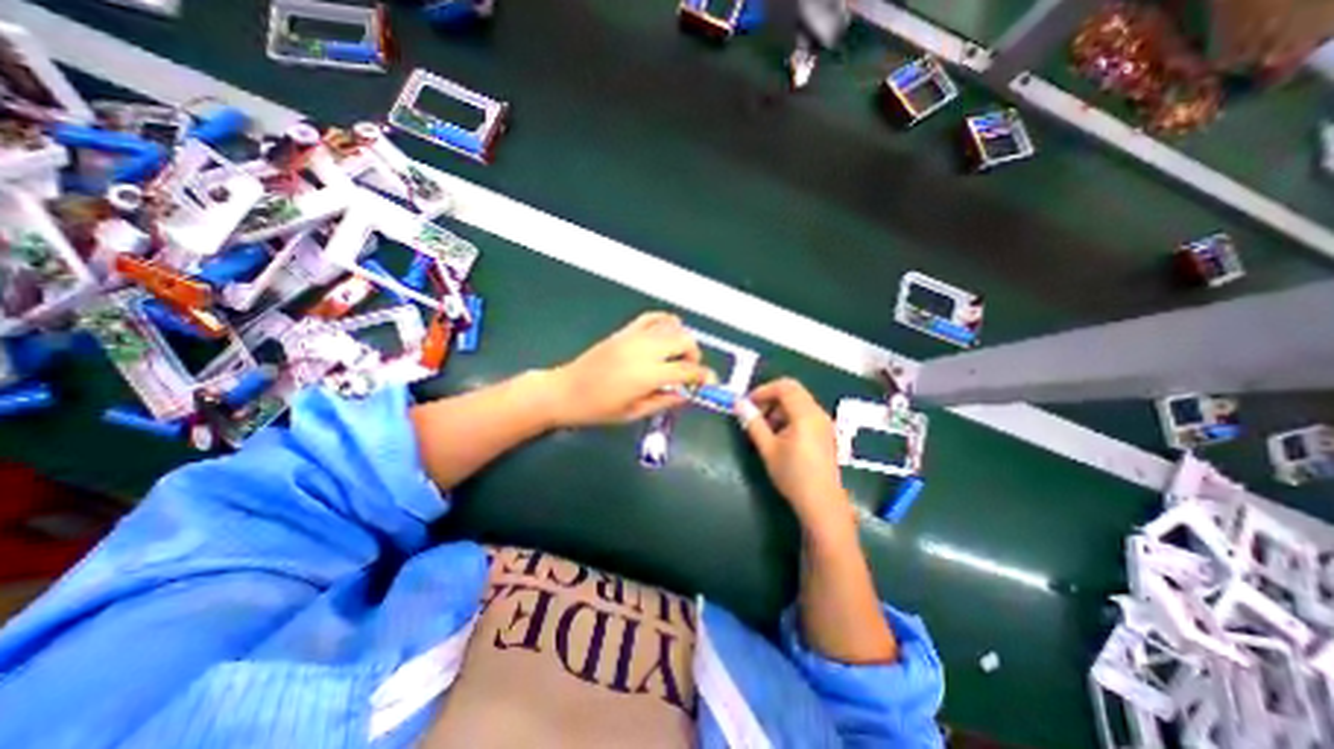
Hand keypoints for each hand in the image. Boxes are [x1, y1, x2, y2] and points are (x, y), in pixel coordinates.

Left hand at [546, 309, 713, 427]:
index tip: (709, 383)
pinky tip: (666, 333)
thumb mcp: (634, 413)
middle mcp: (644, 350)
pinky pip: (651, 318)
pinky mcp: (624, 331)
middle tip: (689, 371)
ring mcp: (633, 337)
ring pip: (671, 326)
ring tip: (678, 355)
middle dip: (695, 355)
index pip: (686, 370)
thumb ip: (664, 401)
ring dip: (683, 338)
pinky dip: (665, 321)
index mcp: (647, 375)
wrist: (565, 391)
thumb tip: (687, 395)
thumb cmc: (598, 409)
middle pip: (684, 340)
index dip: (703, 377)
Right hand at [740, 377, 854, 533]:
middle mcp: (817, 413)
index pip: (784, 387)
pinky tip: (780, 436)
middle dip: (771, 398)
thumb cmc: (792, 474)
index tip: (748, 404)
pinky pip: (805, 413)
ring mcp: (824, 423)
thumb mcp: (768, 448)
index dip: (763, 390)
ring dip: (779, 408)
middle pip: (793, 391)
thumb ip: (753, 423)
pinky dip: (790, 416)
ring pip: (799, 402)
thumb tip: (739, 404)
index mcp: (805, 414)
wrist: (821, 502)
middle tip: (755, 415)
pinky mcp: (825, 433)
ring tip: (765, 428)